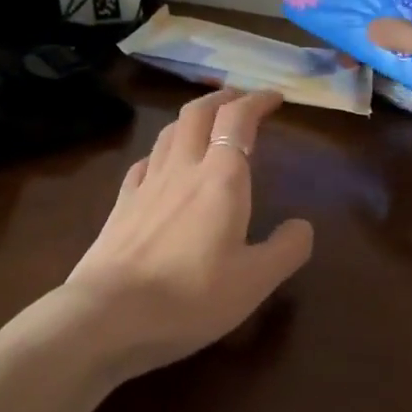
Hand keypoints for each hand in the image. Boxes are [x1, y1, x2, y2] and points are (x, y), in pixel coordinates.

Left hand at [63, 88, 314, 378]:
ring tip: (206, 124)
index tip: (275, 98)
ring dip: (193, 117)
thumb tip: (302, 226)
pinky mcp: (122, 204)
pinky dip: (163, 151)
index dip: (258, 101)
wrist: (109, 315)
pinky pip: (146, 161)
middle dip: (223, 97)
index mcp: (220, 178)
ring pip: (170, 131)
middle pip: (198, 112)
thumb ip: (286, 249)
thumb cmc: (191, 296)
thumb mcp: (255, 281)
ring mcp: (146, 183)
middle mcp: (182, 168)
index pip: (238, 118)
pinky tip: (163, 164)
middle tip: (241, 99)